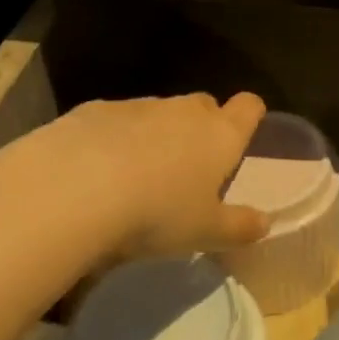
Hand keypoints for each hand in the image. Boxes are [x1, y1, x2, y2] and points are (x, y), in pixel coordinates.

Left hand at [2, 92, 271, 258]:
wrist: (73, 189)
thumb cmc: (155, 214)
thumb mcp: (203, 233)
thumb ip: (238, 227)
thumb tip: (265, 224)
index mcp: (220, 135)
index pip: (249, 107)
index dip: (248, 117)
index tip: (241, 136)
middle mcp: (185, 111)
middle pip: (204, 106)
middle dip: (200, 129)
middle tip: (187, 169)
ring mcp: (139, 106)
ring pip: (158, 114)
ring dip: (154, 136)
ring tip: (135, 179)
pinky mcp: (95, 109)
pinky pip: (115, 120)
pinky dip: (112, 139)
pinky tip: (93, 173)